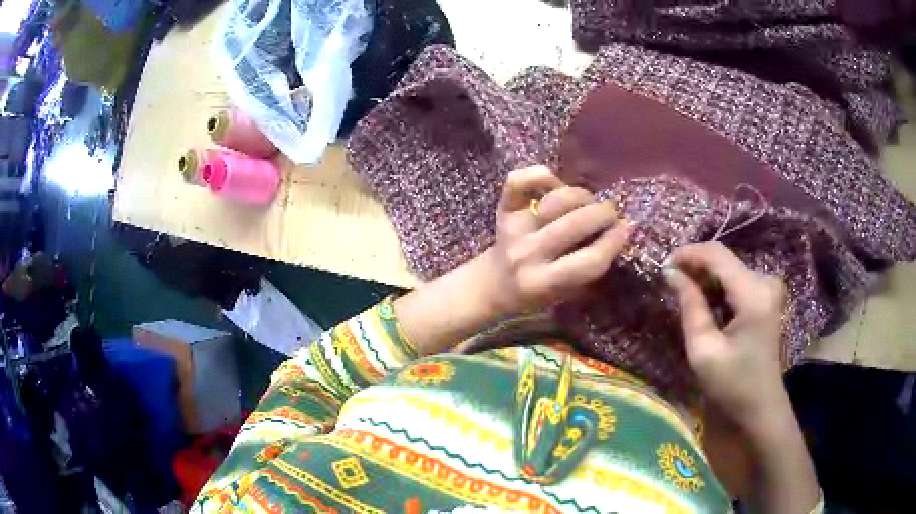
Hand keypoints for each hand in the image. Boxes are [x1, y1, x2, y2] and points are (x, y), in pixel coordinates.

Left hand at [393, 165, 631, 355]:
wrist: (494, 284)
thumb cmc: (538, 292)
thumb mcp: (567, 292)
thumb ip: (591, 266)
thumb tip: (624, 227)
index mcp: (544, 283)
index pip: (590, 260)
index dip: (615, 241)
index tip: (627, 227)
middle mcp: (528, 255)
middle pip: (577, 224)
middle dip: (604, 213)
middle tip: (610, 213)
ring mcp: (514, 229)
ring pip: (557, 200)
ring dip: (581, 196)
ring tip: (586, 203)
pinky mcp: (503, 209)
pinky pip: (519, 181)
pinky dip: (540, 174)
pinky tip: (554, 183)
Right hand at [663, 242, 788, 428]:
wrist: (761, 406)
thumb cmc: (732, 385)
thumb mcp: (704, 350)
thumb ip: (690, 306)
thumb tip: (671, 272)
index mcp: (753, 294)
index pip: (717, 255)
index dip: (689, 253)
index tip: (663, 264)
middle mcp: (765, 282)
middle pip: (724, 260)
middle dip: (696, 267)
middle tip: (670, 282)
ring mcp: (769, 288)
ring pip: (729, 269)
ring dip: (705, 278)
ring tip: (683, 294)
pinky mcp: (767, 297)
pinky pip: (737, 281)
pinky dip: (718, 288)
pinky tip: (705, 304)